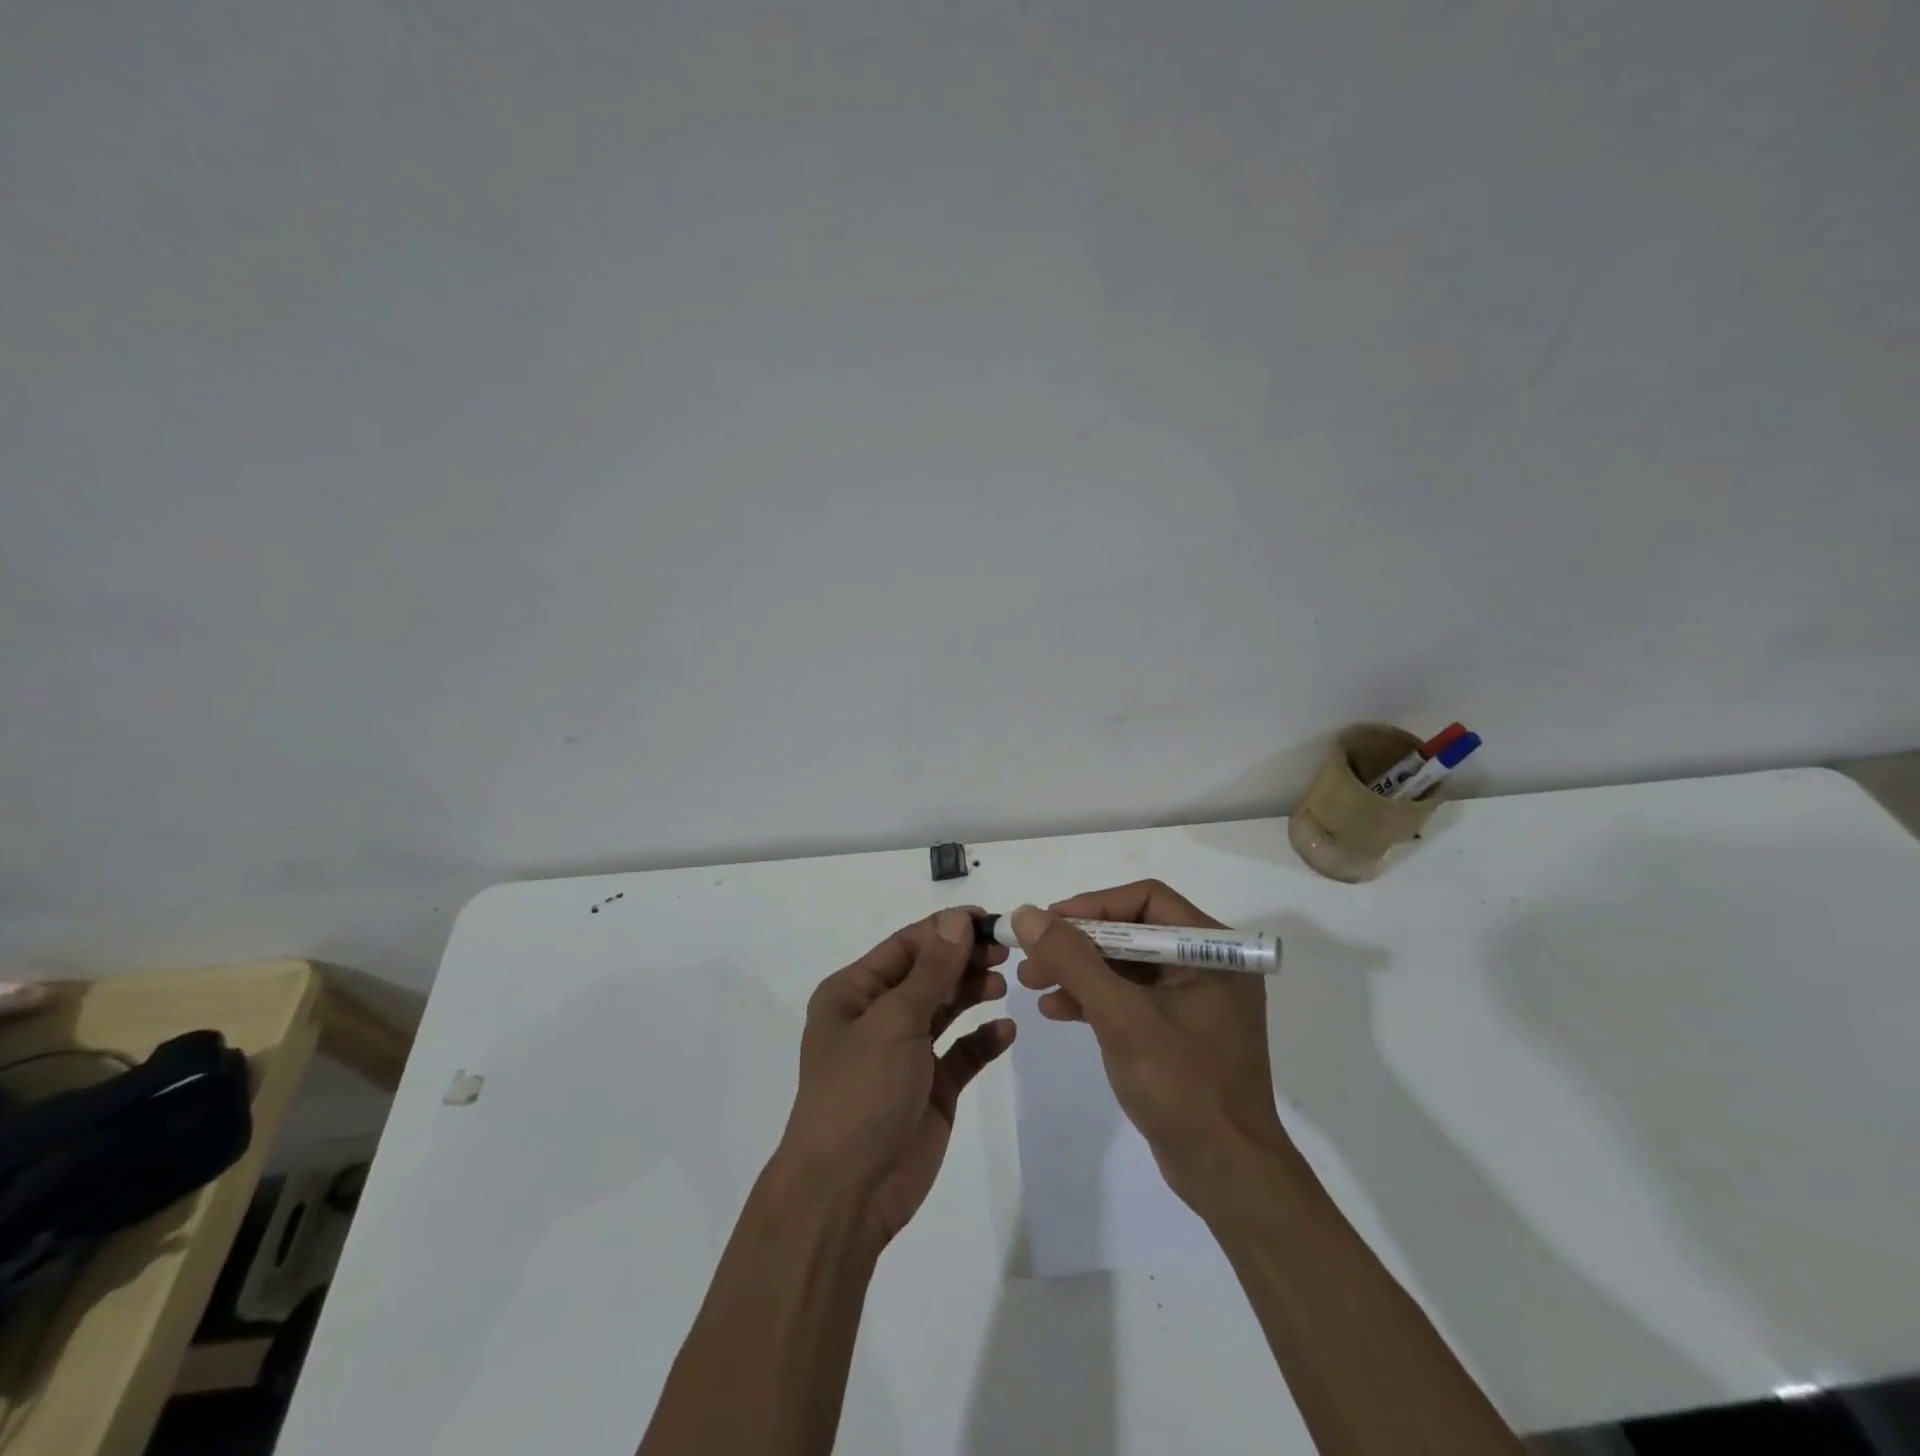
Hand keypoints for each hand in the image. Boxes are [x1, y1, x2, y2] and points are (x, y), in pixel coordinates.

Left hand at [777, 908, 1015, 1246]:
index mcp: (854, 993)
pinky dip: (983, 1040)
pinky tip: (1006, 1031)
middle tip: (1006, 953)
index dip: (945, 930)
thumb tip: (958, 919)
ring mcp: (906, 1053)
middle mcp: (878, 1017)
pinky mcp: (931, 1088)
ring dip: (974, 992)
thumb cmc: (860, 1092)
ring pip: (946, 1008)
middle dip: (964, 959)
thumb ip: (932, 971)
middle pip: (929, 974)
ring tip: (1004, 983)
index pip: (906, 946)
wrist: (847, 1193)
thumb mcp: (893, 1022)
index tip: (989, 920)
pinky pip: (962, 1053)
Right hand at [1012, 881, 1288, 1211]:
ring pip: (1125, 966)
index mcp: (1212, 950)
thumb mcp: (1121, 1016)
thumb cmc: (1182, 1085)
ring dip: (1079, 971)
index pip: (1146, 899)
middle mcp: (1206, 965)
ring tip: (1032, 983)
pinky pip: (1129, 998)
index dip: (1093, 905)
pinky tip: (1056, 1010)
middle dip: (1078, 943)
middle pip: (1131, 931)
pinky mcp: (1177, 1031)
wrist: (1226, 1174)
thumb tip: (1027, 914)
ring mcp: (1192, 1000)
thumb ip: (1073, 960)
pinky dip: (1093, 1000)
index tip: (1049, 923)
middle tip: (1032, 956)